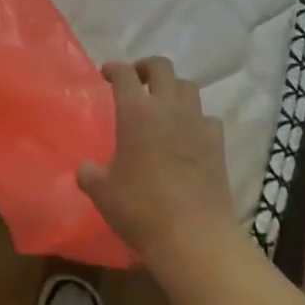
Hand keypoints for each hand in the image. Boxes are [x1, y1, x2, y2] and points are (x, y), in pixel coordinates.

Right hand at [77, 57, 236, 270]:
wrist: (195, 238)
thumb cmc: (142, 209)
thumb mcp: (103, 193)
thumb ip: (90, 174)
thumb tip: (86, 168)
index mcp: (135, 111)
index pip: (124, 73)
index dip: (114, 68)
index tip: (106, 74)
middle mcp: (167, 108)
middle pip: (161, 66)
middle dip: (147, 67)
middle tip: (137, 81)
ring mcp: (196, 123)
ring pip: (188, 86)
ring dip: (174, 89)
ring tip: (164, 105)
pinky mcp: (218, 144)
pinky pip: (208, 118)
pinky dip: (197, 120)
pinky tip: (190, 135)